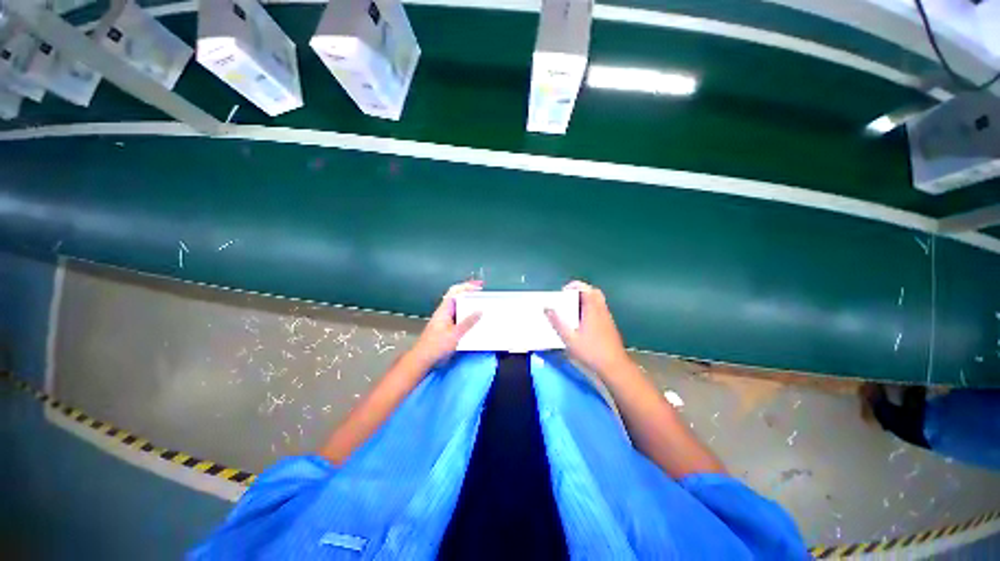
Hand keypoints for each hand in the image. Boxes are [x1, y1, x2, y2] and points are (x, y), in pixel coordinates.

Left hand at [408, 281, 482, 368]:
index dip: (467, 286)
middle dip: (471, 295)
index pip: (456, 291)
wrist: (423, 359)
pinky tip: (476, 321)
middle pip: (458, 298)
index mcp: (444, 309)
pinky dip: (468, 316)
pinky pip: (459, 318)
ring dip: (470, 306)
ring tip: (483, 307)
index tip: (480, 286)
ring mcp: (445, 320)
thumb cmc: (437, 345)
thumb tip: (480, 310)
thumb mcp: (455, 334)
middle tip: (484, 296)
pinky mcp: (447, 328)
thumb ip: (468, 322)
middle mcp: (445, 312)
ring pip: (459, 308)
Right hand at [545, 280, 631, 376]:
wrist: (614, 366)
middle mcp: (601, 310)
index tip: (563, 291)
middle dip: (581, 291)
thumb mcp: (569, 338)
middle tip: (568, 298)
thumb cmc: (591, 351)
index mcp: (592, 309)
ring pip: (598, 301)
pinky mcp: (609, 325)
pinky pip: (599, 309)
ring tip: (572, 309)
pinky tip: (581, 321)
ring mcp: (607, 317)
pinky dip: (590, 308)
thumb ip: (557, 322)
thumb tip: (546, 308)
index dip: (575, 285)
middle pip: (594, 292)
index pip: (586, 288)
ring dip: (586, 300)